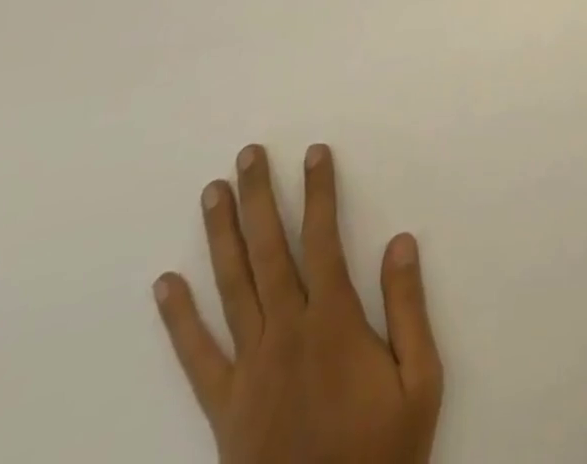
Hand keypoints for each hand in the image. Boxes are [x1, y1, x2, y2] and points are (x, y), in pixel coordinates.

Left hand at [154, 144, 442, 463]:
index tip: (314, 153)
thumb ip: (409, 308)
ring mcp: (249, 370)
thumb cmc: (383, 456)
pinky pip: (196, 357)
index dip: (320, 192)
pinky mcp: (224, 408)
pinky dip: (179, 318)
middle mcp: (286, 334)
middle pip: (270, 251)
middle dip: (260, 197)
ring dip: (223, 236)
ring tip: (213, 192)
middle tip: (249, 154)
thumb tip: (400, 240)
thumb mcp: (420, 383)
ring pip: (232, 288)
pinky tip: (166, 283)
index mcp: (333, 324)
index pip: (323, 239)